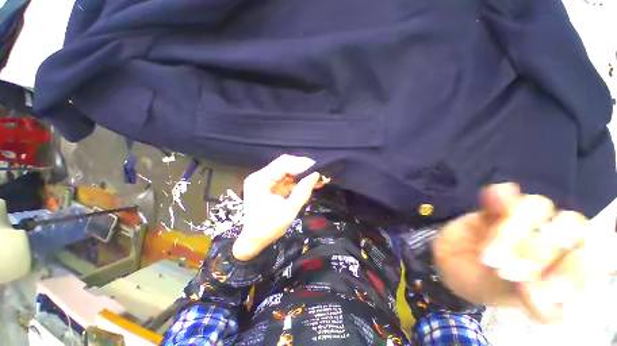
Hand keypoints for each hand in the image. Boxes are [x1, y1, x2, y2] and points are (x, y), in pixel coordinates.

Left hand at [232, 155, 320, 260]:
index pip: (283, 164)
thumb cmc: (268, 228)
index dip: (302, 164)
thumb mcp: (288, 212)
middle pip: (285, 164)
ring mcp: (264, 180)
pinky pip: (286, 179)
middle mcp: (261, 176)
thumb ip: (302, 192)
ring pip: (287, 171)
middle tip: (319, 174)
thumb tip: (316, 175)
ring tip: (318, 179)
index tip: (317, 169)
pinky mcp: (270, 185)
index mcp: (261, 180)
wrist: (252, 240)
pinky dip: (298, 181)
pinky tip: (309, 184)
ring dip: (302, 174)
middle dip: (303, 168)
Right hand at [434, 183, 615, 322]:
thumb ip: (537, 305)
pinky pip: (503, 194)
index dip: (577, 270)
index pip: (593, 257)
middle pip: (571, 226)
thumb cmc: (485, 286)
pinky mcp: (494, 206)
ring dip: (513, 230)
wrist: (450, 263)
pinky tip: (492, 196)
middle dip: (539, 251)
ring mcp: (524, 217)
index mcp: (566, 263)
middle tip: (505, 272)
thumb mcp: (511, 302)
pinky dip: (500, 195)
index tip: (545, 289)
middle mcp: (553, 235)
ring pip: (538, 206)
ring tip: (488, 255)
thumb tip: (546, 297)